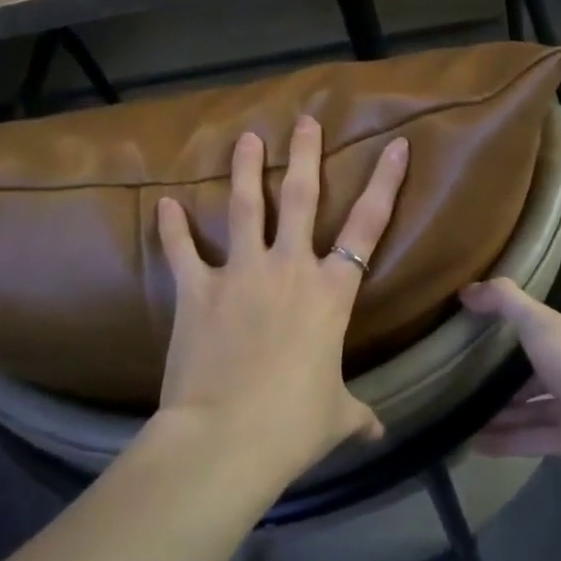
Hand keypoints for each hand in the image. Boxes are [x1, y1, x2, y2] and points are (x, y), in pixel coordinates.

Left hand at [154, 117, 408, 477]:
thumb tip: (377, 433)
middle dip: (305, 154)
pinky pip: (183, 250)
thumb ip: (357, 415)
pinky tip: (164, 203)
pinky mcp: (197, 291)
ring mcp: (241, 274)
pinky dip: (172, 227)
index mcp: (331, 292)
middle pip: (301, 197)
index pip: (369, 225)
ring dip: (245, 169)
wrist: (225, 440)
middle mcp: (289, 268)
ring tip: (246, 138)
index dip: (385, 182)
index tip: (397, 145)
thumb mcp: (335, 417)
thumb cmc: (292, 425)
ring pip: (245, 207)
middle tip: (305, 121)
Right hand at [463, 253, 560, 495]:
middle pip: (554, 351)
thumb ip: (505, 303)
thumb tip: (467, 290)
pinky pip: (534, 435)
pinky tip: (475, 441)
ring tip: (466, 401)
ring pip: (539, 399)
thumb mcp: (542, 322)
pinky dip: (507, 439)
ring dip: (506, 404)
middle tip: (485, 343)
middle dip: (523, 352)